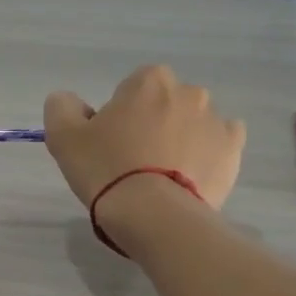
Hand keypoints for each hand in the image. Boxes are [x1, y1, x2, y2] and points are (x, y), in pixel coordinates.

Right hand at [43, 64, 244, 209]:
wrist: (154, 214)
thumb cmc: (106, 169)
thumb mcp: (63, 137)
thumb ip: (62, 107)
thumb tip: (70, 101)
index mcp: (149, 80)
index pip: (130, 90)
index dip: (118, 117)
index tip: (110, 145)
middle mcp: (188, 92)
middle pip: (164, 105)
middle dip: (152, 125)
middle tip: (134, 162)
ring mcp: (216, 120)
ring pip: (192, 124)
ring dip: (179, 139)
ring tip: (162, 176)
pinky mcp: (233, 150)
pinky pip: (220, 143)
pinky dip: (207, 154)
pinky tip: (191, 175)